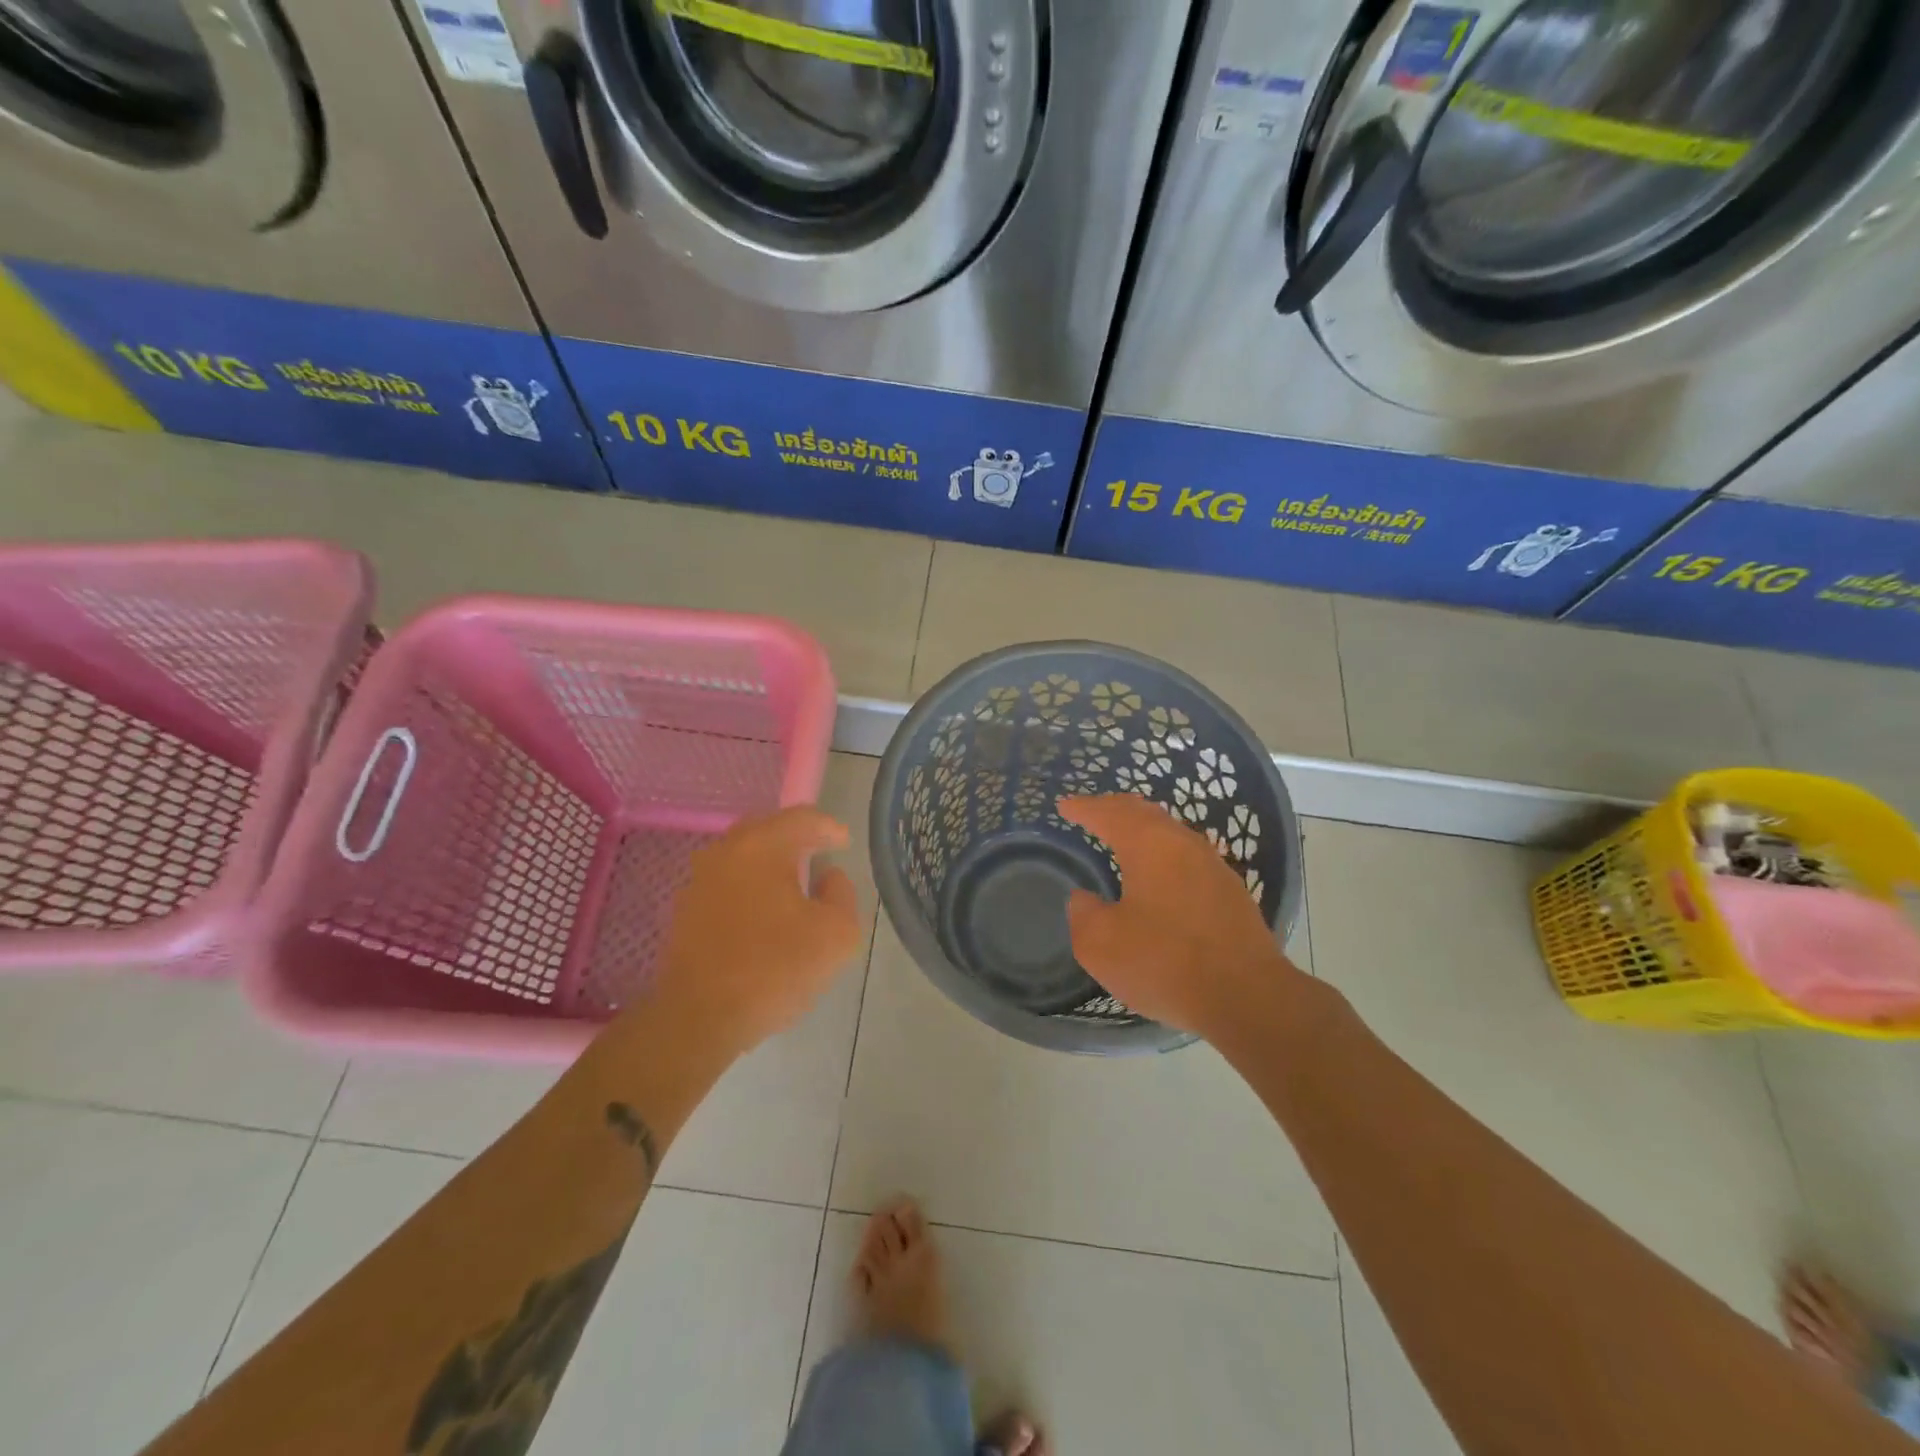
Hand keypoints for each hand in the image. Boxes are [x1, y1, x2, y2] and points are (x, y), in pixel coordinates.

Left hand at [649, 806, 862, 1057]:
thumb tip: (828, 877)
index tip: (844, 843)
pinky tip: (761, 916)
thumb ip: (842, 894)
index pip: (801, 818)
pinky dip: (747, 890)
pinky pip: (725, 886)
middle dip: (794, 839)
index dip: (828, 827)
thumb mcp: (837, 934)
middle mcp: (724, 853)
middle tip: (817, 854)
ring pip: (741, 858)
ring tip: (791, 887)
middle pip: (765, 830)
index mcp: (761, 846)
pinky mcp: (684, 913)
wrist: (698, 1019)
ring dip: (767, 865)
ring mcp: (698, 882)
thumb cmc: (774, 969)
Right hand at [1058, 793, 1303, 1038]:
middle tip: (1092, 812)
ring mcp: (1213, 866)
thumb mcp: (1101, 944)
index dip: (1084, 807)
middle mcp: (1183, 844)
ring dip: (1144, 830)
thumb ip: (1083, 914)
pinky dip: (1164, 855)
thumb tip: (1084, 898)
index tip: (1064, 806)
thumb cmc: (1165, 963)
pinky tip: (1160, 875)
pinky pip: (1188, 858)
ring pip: (1171, 834)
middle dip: (1115, 809)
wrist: (1248, 997)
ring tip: (1124, 838)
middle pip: (1145, 813)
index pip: (1109, 813)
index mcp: (1149, 844)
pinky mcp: (1231, 893)